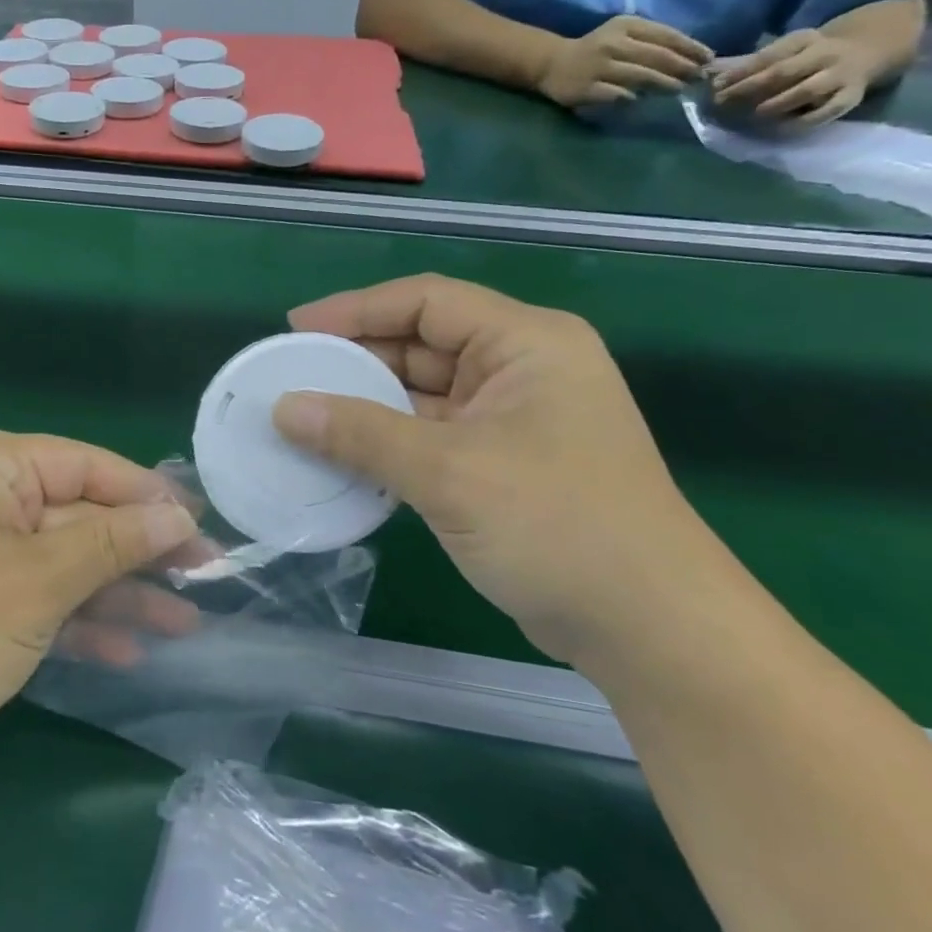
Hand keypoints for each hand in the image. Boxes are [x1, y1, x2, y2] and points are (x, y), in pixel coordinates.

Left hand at [0, 429, 197, 757]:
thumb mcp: (40, 580)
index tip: (201, 524)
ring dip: (118, 593)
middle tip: (204, 576)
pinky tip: (129, 650)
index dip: (147, 495)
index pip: (86, 465)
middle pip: (79, 515)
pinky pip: (38, 595)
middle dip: (138, 552)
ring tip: (183, 622)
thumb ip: (114, 542)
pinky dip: (79, 620)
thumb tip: (179, 515)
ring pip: (64, 561)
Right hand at [271, 275, 715, 664]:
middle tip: (289, 376)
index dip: (356, 309)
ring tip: (301, 416)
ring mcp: (512, 420)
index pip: (426, 301)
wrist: (649, 629)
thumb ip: (360, 434)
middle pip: (422, 345)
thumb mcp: (448, 472)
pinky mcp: (501, 465)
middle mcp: (520, 370)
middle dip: (355, 359)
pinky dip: (387, 443)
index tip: (295, 328)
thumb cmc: (558, 527)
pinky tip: (340, 457)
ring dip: (366, 406)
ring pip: (423, 395)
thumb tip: (282, 409)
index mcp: (526, 343)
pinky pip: (430, 436)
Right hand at [536, 15, 711, 108]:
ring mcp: (597, 68)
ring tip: (678, 89)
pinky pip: (614, 94)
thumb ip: (651, 41)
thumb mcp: (623, 34)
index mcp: (626, 26)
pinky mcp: (584, 89)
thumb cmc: (596, 49)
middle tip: (699, 78)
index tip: (708, 59)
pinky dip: (630, 97)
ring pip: (639, 75)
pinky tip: (640, 100)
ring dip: (663, 83)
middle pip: (656, 56)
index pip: (666, 35)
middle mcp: (612, 44)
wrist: (552, 63)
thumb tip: (688, 57)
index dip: (690, 48)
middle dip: (681, 67)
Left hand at [709, 29, 874, 125]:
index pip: (768, 55)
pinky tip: (779, 128)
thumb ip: (745, 63)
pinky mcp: (851, 97)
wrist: (866, 51)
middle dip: (749, 87)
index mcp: (804, 40)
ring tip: (754, 114)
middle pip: (784, 72)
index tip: (715, 85)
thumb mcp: (781, 52)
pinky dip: (802, 122)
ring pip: (809, 89)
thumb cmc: (805, 58)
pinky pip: (827, 112)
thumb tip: (706, 72)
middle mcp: (825, 55)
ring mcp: (841, 75)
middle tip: (722, 102)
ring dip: (778, 103)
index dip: (739, 72)